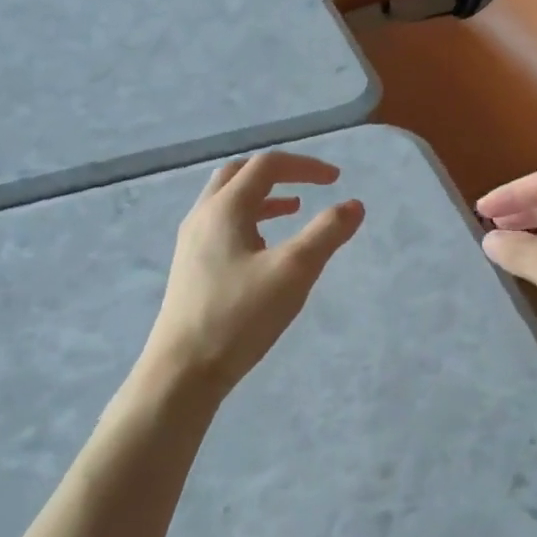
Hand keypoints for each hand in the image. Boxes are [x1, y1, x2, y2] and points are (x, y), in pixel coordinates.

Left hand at [142, 152, 365, 397]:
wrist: (183, 371)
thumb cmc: (239, 316)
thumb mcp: (293, 272)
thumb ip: (326, 233)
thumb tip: (354, 205)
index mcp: (225, 208)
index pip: (267, 166)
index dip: (304, 167)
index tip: (336, 180)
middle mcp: (203, 215)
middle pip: (240, 174)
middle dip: (278, 173)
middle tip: (310, 184)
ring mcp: (192, 242)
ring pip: (227, 201)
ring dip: (263, 197)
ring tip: (294, 210)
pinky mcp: (190, 266)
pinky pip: (221, 225)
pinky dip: (249, 220)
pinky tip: (265, 248)